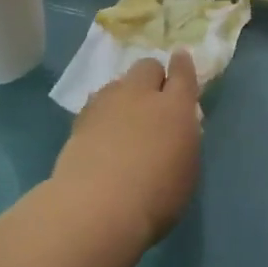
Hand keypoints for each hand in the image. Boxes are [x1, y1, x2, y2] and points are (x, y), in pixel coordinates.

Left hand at [51, 51, 202, 245]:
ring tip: (125, 117)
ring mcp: (106, 104)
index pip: (183, 74)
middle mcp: (141, 96)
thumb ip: (184, 142)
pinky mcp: (80, 119)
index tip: (181, 59)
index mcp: (175, 108)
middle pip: (146, 67)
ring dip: (126, 93)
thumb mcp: (187, 171)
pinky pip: (97, 103)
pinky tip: (103, 131)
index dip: (183, 65)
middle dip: (152, 77)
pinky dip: (104, 111)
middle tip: (154, 99)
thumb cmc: (156, 197)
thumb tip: (176, 129)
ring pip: (118, 83)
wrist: (97, 207)